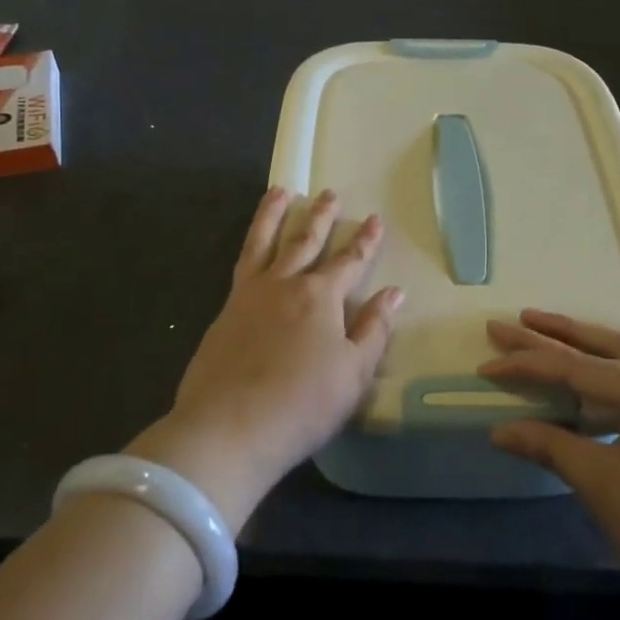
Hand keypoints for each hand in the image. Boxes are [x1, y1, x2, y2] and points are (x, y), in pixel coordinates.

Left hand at [129, 187, 403, 533]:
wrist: (227, 428)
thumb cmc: (302, 404)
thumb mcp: (353, 373)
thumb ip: (374, 329)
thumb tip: (394, 293)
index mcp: (321, 297)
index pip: (350, 261)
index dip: (365, 241)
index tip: (375, 219)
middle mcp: (285, 285)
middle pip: (306, 242)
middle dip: (321, 217)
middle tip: (329, 194)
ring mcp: (250, 295)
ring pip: (264, 242)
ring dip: (274, 215)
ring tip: (280, 192)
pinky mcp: (225, 312)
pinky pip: (242, 264)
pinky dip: (250, 245)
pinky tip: (253, 247)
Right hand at [482, 299, 619, 619]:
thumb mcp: (600, 484)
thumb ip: (549, 446)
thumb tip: (499, 431)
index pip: (577, 371)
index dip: (529, 366)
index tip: (488, 364)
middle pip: (603, 351)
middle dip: (552, 338)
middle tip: (508, 325)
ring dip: (592, 337)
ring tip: (550, 321)